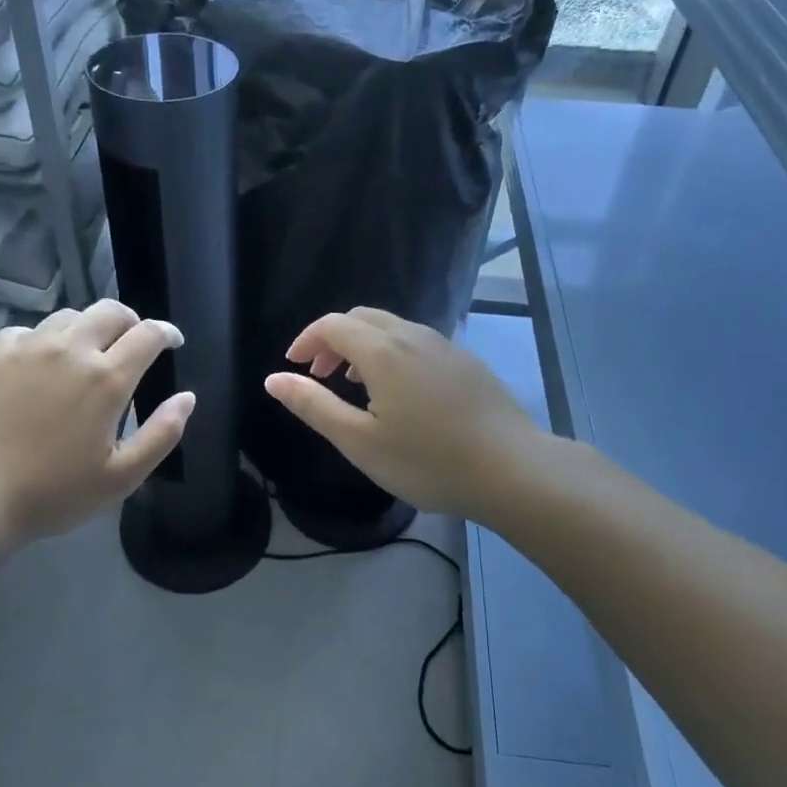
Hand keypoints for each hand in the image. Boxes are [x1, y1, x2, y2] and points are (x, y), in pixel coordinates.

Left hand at [0, 299, 193, 548]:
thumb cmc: (54, 493)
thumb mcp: (122, 476)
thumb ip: (162, 433)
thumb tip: (187, 397)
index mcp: (107, 379)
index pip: (148, 334)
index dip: (166, 332)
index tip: (172, 342)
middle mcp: (70, 350)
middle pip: (110, 311)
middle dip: (130, 321)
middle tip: (132, 343)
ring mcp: (28, 347)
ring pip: (69, 316)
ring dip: (87, 328)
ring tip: (86, 353)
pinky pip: (27, 330)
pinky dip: (44, 339)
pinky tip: (40, 363)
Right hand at [263, 307, 542, 518]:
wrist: (512, 468)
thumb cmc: (427, 460)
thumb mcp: (359, 441)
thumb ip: (313, 406)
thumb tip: (274, 379)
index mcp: (382, 351)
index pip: (333, 324)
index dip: (306, 340)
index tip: (293, 366)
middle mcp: (412, 335)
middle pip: (363, 317)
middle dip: (333, 339)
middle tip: (320, 375)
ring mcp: (444, 345)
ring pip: (392, 327)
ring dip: (363, 346)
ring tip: (355, 385)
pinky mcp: (465, 361)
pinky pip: (417, 341)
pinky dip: (392, 352)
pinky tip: (400, 392)